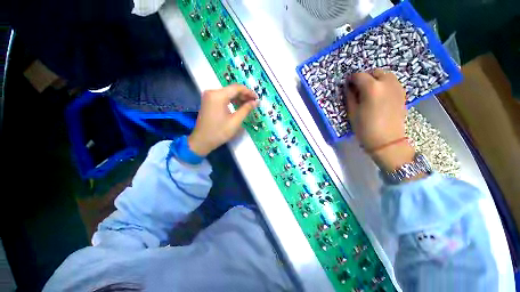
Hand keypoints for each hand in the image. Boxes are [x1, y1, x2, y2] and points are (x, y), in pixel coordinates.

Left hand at [188, 84, 257, 155]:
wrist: (202, 141)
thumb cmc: (219, 132)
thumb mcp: (235, 121)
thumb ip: (246, 109)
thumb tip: (256, 102)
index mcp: (218, 95)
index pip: (237, 88)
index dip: (249, 92)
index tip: (257, 98)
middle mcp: (212, 92)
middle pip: (232, 89)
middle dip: (244, 95)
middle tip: (254, 103)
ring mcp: (209, 96)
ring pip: (228, 93)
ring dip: (239, 98)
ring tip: (248, 105)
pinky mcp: (209, 101)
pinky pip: (223, 97)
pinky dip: (232, 101)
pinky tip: (239, 106)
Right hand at [344, 69, 414, 170]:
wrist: (386, 140)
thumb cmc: (365, 127)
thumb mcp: (352, 112)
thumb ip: (350, 96)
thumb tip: (349, 86)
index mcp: (372, 88)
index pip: (359, 75)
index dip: (351, 79)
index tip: (347, 84)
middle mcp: (387, 83)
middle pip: (375, 71)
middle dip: (365, 77)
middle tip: (358, 88)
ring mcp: (397, 87)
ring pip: (386, 75)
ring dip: (376, 79)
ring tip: (369, 90)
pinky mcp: (402, 93)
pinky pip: (392, 82)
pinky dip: (384, 83)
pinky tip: (379, 94)